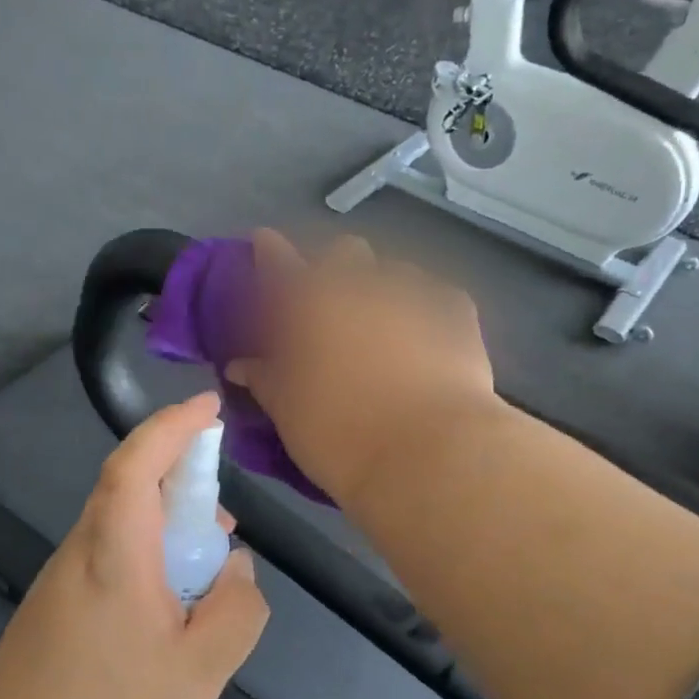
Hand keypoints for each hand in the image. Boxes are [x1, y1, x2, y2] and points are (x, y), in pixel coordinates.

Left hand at [0, 392, 269, 698]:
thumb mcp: (201, 673)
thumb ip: (236, 610)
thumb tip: (236, 569)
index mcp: (114, 556)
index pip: (135, 465)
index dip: (170, 427)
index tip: (207, 408)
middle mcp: (80, 553)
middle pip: (128, 488)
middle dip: (179, 481)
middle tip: (222, 522)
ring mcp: (61, 579)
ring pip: (120, 524)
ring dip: (165, 526)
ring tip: (206, 571)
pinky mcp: (55, 606)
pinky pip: (108, 556)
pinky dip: (146, 556)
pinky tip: (170, 605)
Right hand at [228, 231, 499, 504]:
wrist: (429, 453)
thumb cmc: (339, 434)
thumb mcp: (287, 412)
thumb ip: (263, 379)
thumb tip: (241, 364)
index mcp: (308, 301)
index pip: (277, 260)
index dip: (268, 250)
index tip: (263, 245)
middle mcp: (359, 283)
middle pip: (343, 252)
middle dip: (334, 268)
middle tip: (329, 306)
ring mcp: (413, 292)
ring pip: (393, 271)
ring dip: (382, 289)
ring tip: (384, 326)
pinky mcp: (457, 312)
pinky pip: (437, 297)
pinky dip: (425, 311)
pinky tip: (427, 338)